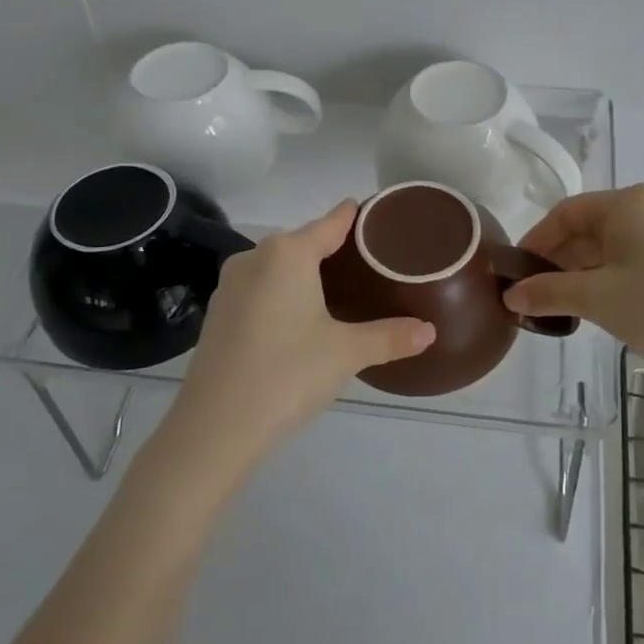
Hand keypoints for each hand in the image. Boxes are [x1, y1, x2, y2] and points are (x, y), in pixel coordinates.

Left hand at [163, 200, 434, 472]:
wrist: (213, 428)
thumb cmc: (286, 374)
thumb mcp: (346, 353)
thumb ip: (390, 337)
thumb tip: (430, 331)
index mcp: (288, 253)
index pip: (331, 222)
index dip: (356, 216)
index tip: (379, 214)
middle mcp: (255, 257)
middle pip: (304, 242)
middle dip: (335, 250)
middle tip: (372, 264)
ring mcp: (231, 285)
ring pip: (279, 267)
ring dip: (306, 273)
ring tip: (342, 289)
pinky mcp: (218, 314)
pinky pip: (261, 289)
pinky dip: (283, 293)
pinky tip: (300, 317)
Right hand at [503, 184, 643, 379]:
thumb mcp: (597, 299)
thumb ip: (548, 291)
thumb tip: (510, 295)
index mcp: (629, 202)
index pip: (567, 212)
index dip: (537, 240)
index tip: (517, 270)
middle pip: (590, 225)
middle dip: (559, 257)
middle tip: (535, 290)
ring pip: (612, 240)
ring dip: (583, 267)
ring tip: (560, 300)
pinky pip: (634, 251)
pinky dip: (609, 270)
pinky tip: (595, 298)